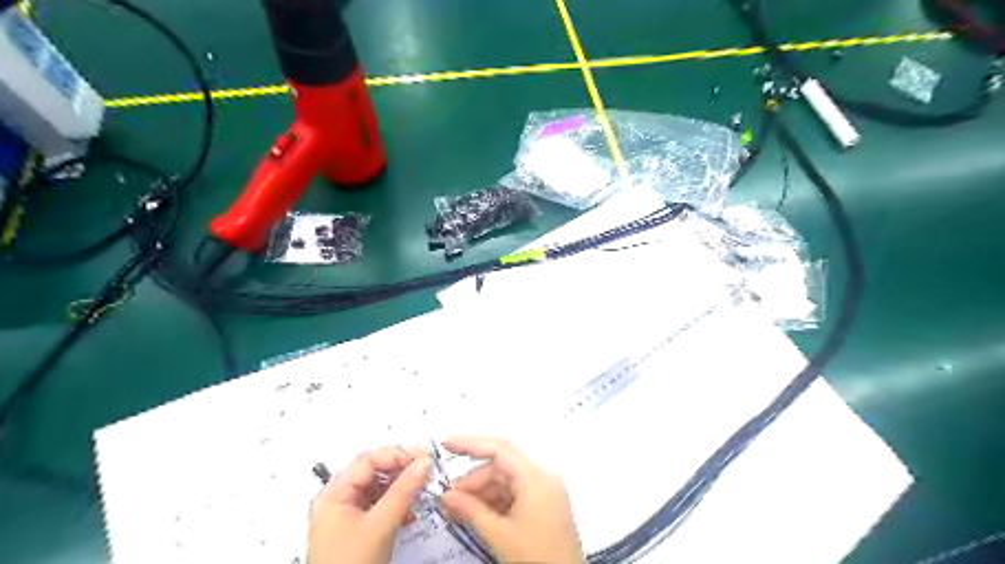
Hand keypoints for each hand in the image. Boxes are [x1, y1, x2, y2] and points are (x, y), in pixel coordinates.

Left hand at [308, 447, 429, 563]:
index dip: (395, 455)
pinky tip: (411, 508)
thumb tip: (425, 462)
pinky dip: (397, 503)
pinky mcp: (359, 529)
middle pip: (373, 471)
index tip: (423, 458)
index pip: (368, 460)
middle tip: (426, 469)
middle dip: (400, 469)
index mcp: (334, 494)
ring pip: (378, 488)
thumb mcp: (380, 526)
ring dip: (401, 486)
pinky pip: (380, 505)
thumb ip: (403, 491)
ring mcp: (348, 515)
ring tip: (422, 488)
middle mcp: (339, 499)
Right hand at [440, 438, 581, 562]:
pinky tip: (475, 515)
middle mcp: (542, 477)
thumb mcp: (499, 535)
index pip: (499, 449)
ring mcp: (545, 490)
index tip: (445, 444)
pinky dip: (494, 502)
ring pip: (505, 481)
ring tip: (456, 511)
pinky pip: (514, 494)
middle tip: (447, 500)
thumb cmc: (535, 559)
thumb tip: (446, 495)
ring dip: (480, 494)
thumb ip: (470, 510)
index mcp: (536, 477)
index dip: (470, 443)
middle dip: (472, 481)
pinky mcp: (544, 504)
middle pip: (500, 467)